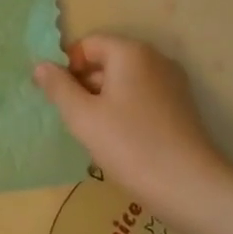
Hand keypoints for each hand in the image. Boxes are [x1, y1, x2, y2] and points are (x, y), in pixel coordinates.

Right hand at [33, 35, 232, 212]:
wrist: (191, 188)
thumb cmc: (131, 146)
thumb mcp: (83, 117)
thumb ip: (58, 87)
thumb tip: (40, 65)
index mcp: (130, 52)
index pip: (88, 45)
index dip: (67, 67)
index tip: (58, 99)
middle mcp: (154, 58)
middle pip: (107, 60)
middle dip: (85, 84)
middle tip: (73, 119)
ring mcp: (172, 82)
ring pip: (124, 81)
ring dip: (104, 100)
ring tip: (95, 134)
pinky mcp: (182, 106)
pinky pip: (142, 97)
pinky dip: (125, 110)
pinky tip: (120, 141)